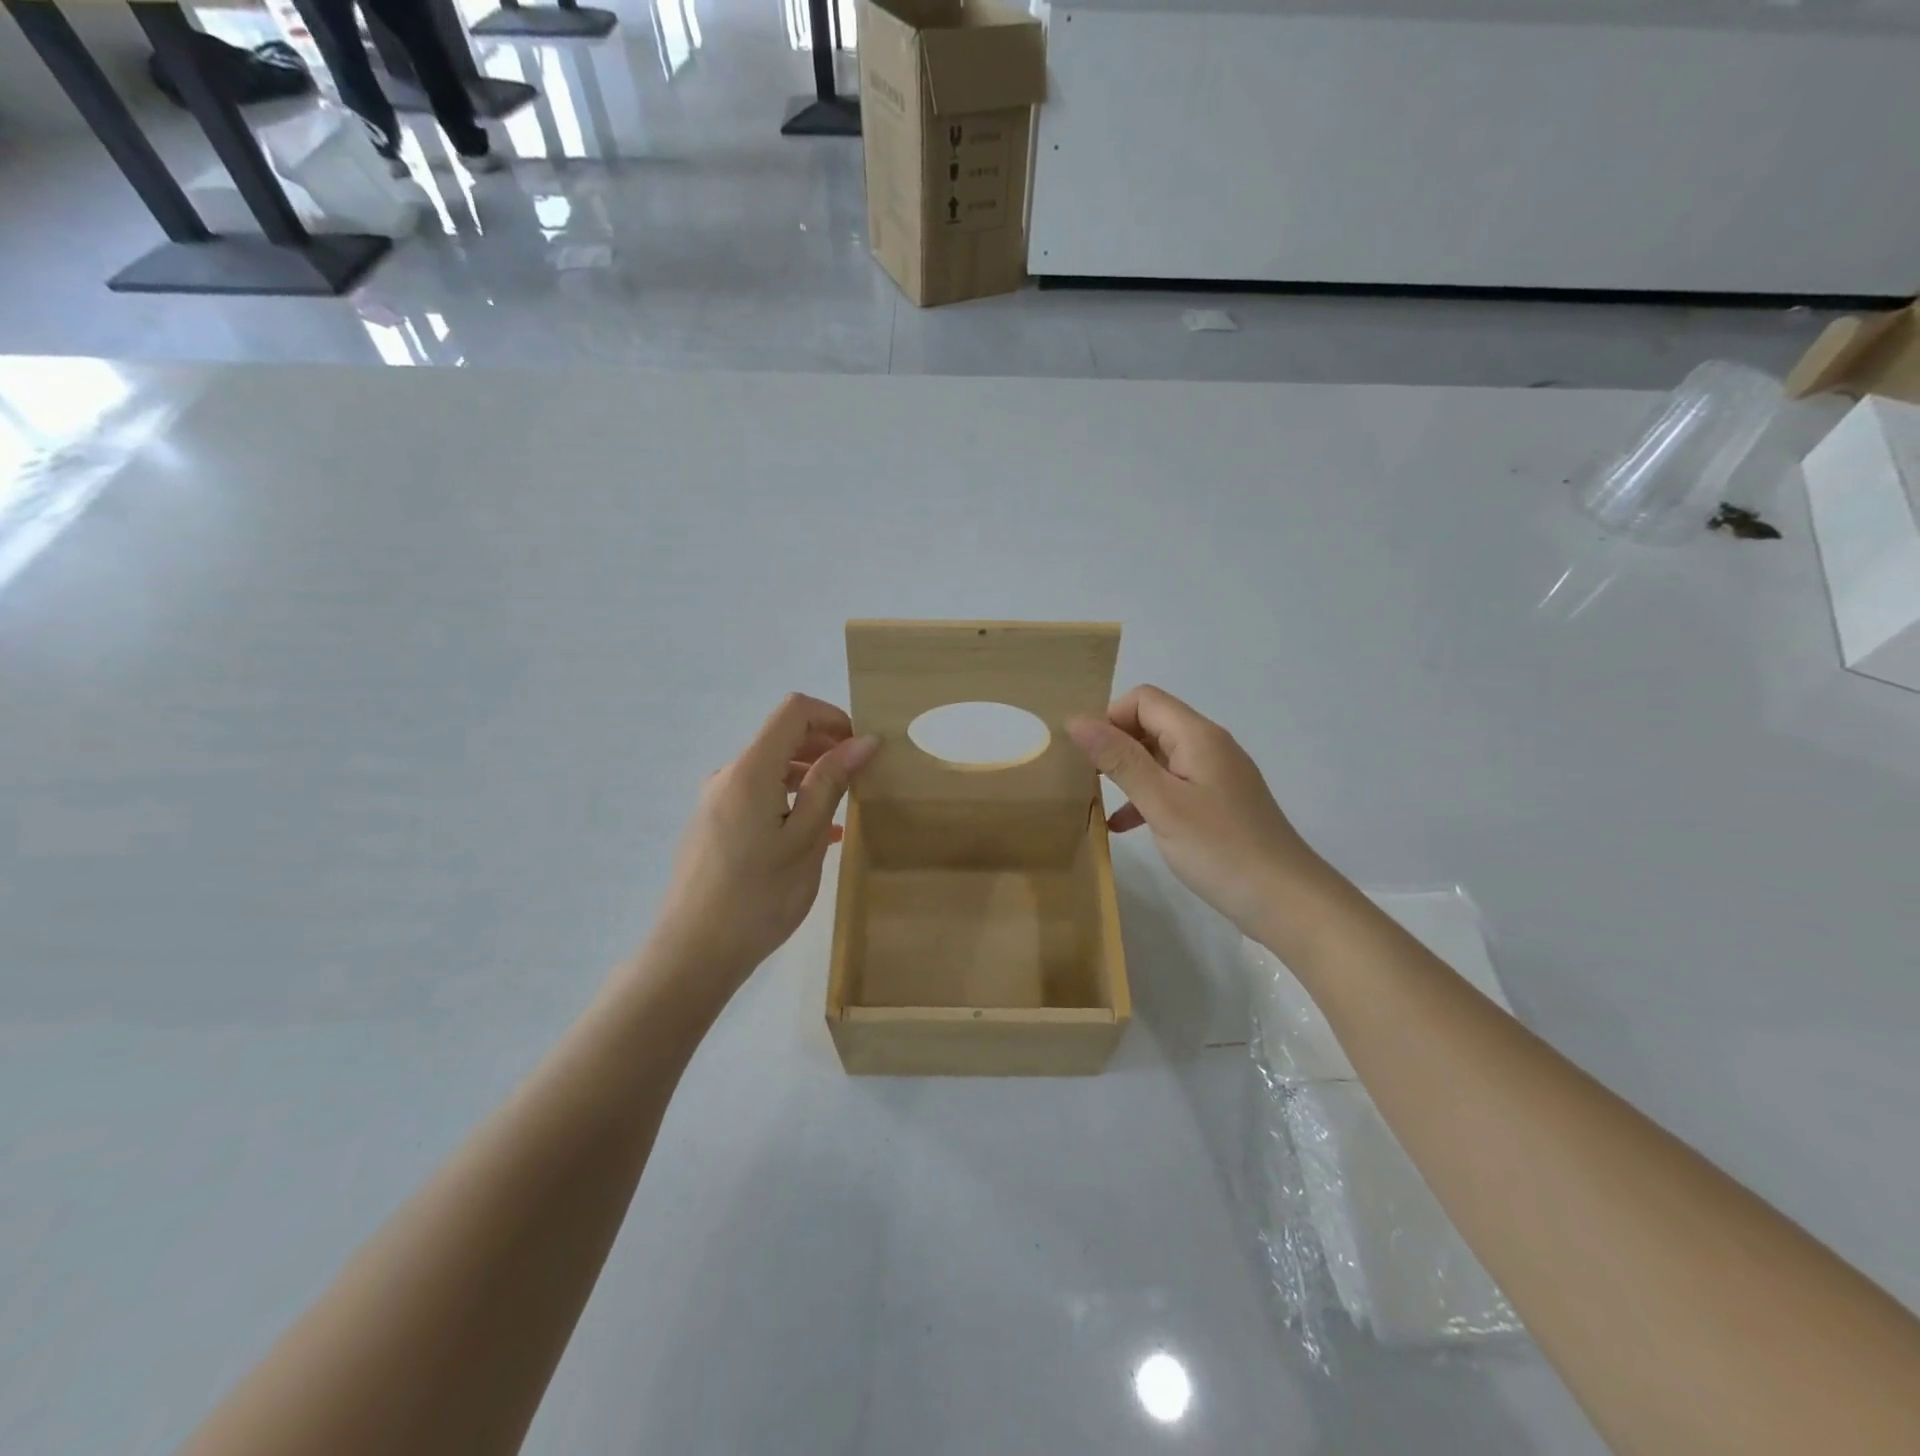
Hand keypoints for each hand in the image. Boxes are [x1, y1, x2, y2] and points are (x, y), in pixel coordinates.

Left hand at [652, 694, 877, 988]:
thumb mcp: (806, 839)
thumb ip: (831, 783)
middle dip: (824, 748)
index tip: (861, 749)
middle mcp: (727, 776)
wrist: (692, 954)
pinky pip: (756, 797)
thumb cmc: (758, 896)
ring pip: (770, 771)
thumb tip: (863, 740)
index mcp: (750, 770)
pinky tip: (810, 837)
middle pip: (781, 738)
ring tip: (840, 814)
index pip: (794, 711)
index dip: (832, 717)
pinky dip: (788, 802)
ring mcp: (714, 802)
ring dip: (808, 778)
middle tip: (859, 781)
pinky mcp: (710, 826)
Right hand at [1068, 685, 1330, 939]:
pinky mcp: (1219, 804)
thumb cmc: (1220, 849)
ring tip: (1096, 800)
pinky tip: (1124, 827)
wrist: (1287, 901)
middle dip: (1115, 744)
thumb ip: (1120, 760)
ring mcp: (1217, 776)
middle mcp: (1210, 746)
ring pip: (1160, 758)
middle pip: (1152, 724)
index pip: (1144, 699)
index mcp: (1198, 736)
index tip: (1087, 755)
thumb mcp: (1162, 803)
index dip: (1110, 717)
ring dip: (1127, 773)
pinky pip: (1174, 786)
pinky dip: (1147, 797)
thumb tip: (1077, 721)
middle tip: (1085, 779)